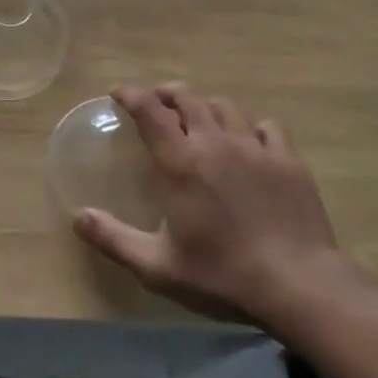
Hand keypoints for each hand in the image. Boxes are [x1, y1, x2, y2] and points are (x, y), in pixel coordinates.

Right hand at [73, 83, 353, 331]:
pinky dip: (250, 128)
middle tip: (158, 105)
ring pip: (225, 106)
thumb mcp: (158, 267)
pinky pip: (266, 127)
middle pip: (187, 97)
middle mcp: (214, 142)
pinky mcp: (287, 160)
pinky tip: (249, 144)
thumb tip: (78, 218)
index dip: (130, 93)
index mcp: (181, 161)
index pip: (149, 110)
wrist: (299, 285)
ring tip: (201, 121)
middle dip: (167, 94)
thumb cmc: (222, 275)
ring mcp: (254, 147)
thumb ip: (115, 240)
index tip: (118, 92)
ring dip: (206, 107)